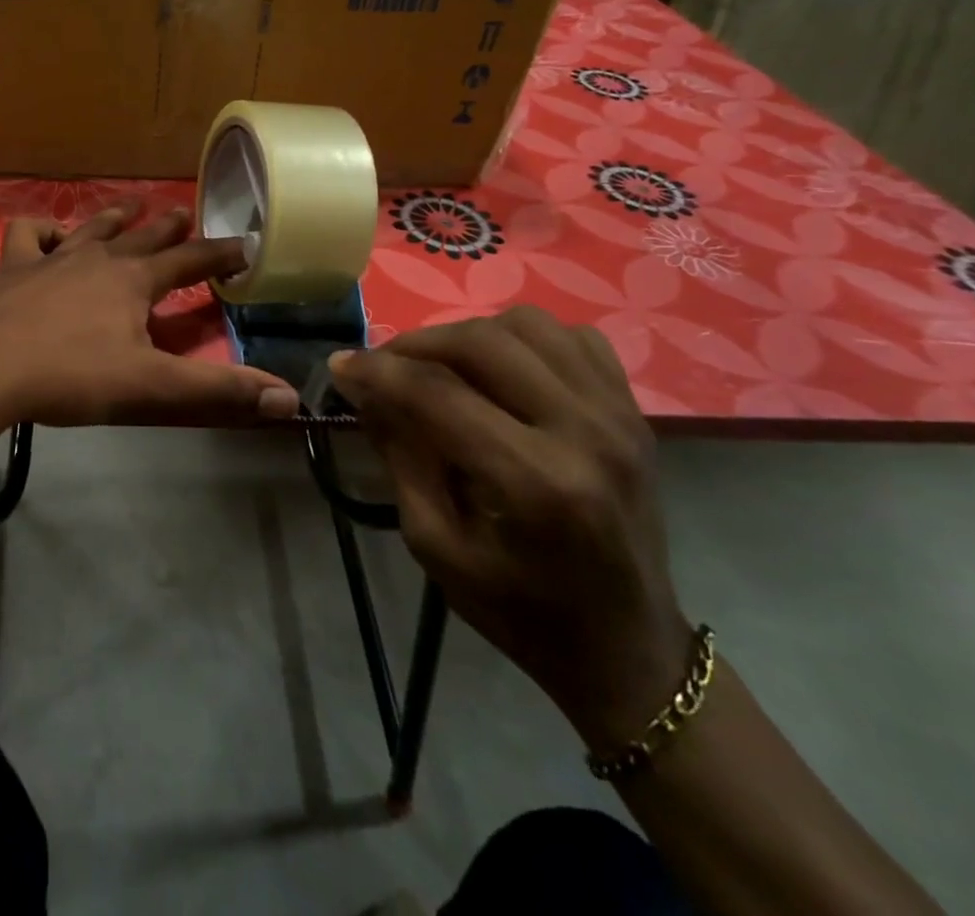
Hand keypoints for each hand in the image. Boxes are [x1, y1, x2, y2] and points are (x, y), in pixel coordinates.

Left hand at [0, 201, 299, 427]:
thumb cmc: (72, 377)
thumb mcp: (152, 388)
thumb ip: (218, 391)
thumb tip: (288, 398)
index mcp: (134, 281)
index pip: (190, 261)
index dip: (220, 253)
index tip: (245, 243)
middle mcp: (97, 259)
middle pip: (142, 236)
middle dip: (168, 227)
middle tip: (185, 213)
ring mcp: (51, 259)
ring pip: (91, 228)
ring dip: (115, 216)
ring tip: (131, 206)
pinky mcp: (13, 270)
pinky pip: (28, 235)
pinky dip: (41, 230)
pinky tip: (49, 238)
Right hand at [330, 306, 691, 749]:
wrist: (627, 648)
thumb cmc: (520, 610)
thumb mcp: (435, 545)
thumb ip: (399, 456)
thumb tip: (362, 387)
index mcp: (535, 484)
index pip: (437, 393)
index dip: (376, 371)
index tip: (339, 365)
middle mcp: (585, 434)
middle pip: (481, 343)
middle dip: (415, 344)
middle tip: (383, 366)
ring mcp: (619, 415)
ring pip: (525, 325)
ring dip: (467, 335)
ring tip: (440, 365)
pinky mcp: (634, 411)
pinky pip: (571, 336)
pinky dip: (523, 339)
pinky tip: (500, 369)